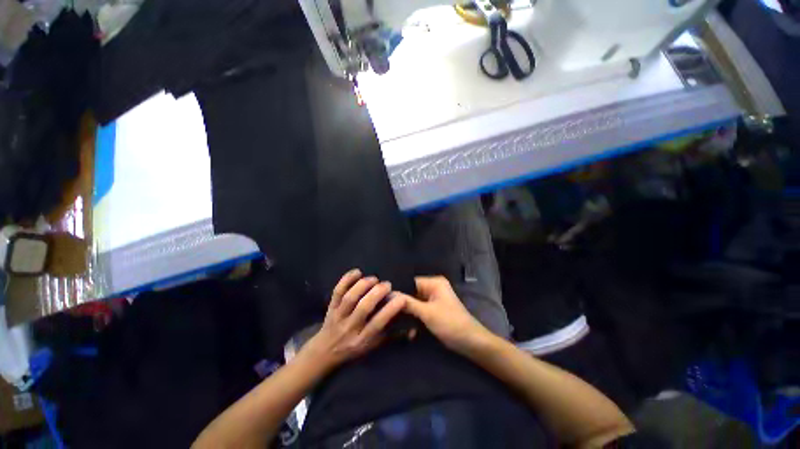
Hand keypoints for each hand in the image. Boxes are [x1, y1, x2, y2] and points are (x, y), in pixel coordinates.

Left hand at [302, 269, 405, 370]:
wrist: (325, 352)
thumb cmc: (354, 348)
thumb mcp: (374, 346)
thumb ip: (393, 337)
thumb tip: (413, 330)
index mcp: (362, 339)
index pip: (378, 324)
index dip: (391, 310)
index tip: (402, 298)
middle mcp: (350, 327)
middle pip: (363, 308)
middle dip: (377, 293)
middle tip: (387, 285)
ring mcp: (338, 316)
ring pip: (350, 298)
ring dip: (363, 285)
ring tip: (374, 279)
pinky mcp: (330, 307)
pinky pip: (337, 291)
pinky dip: (346, 279)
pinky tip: (357, 272)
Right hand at [396, 276, 492, 354]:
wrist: (470, 342)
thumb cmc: (450, 323)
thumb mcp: (427, 313)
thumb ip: (408, 303)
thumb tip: (389, 294)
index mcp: (434, 283)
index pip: (410, 282)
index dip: (398, 290)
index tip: (384, 299)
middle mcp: (433, 288)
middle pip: (412, 292)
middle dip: (402, 303)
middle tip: (387, 312)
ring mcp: (434, 299)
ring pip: (415, 303)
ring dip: (408, 314)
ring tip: (394, 322)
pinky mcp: (434, 310)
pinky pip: (420, 310)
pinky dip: (415, 319)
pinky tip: (409, 331)